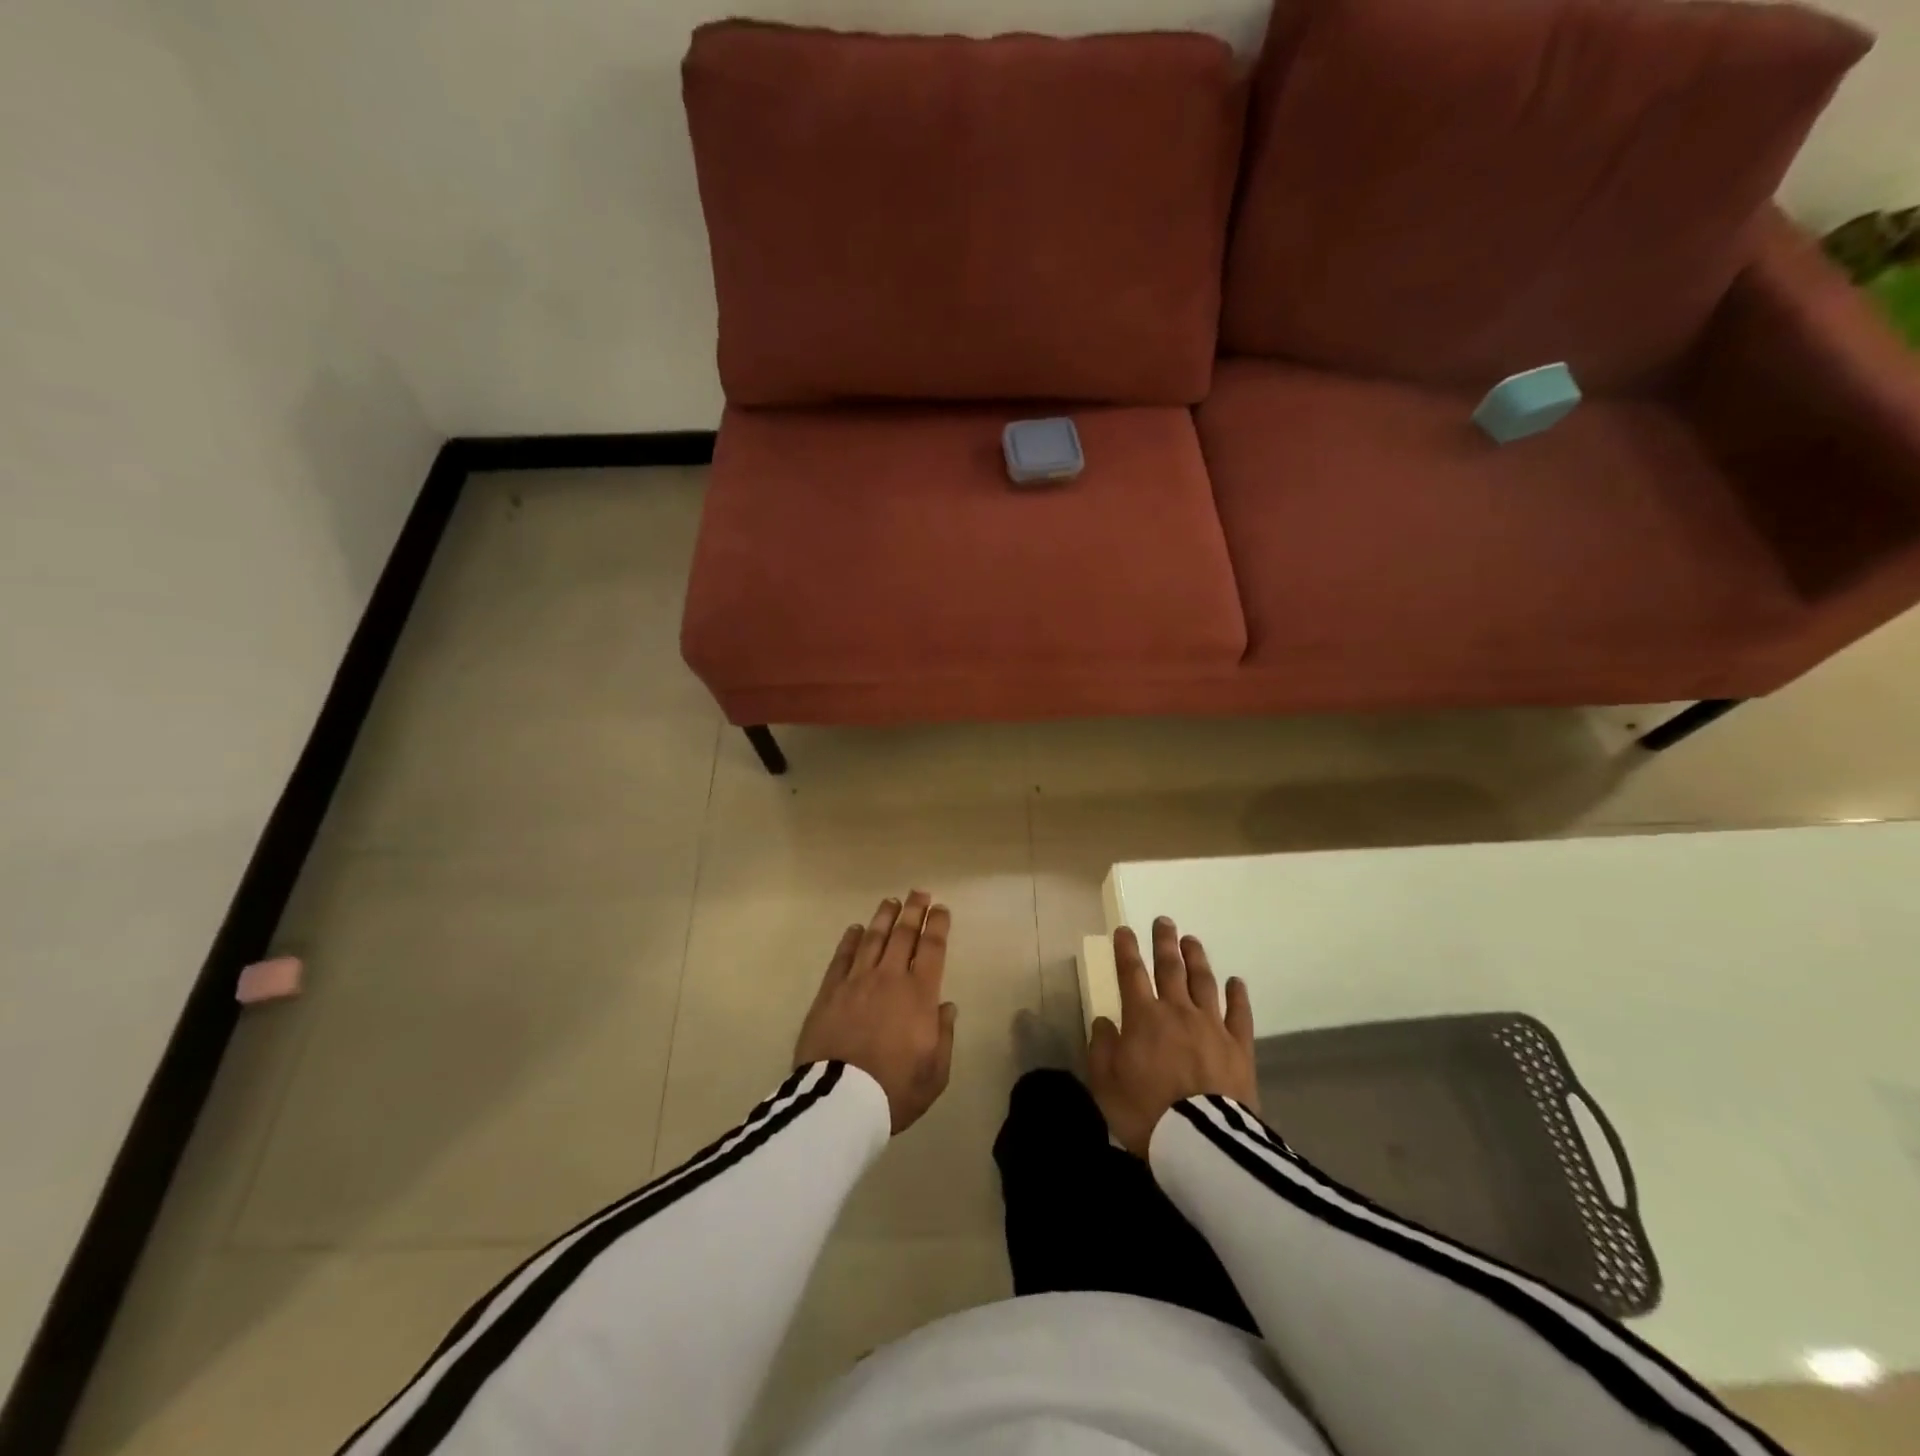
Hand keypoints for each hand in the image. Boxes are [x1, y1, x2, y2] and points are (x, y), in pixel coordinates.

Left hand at [794, 891, 957, 1133]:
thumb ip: (944, 1035)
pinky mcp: (830, 992)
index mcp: (920, 994)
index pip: (933, 948)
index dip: (938, 925)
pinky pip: (842, 957)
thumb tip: (946, 1006)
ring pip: (873, 939)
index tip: (941, 909)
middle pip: (903, 934)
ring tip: (891, 901)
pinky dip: (850, 940)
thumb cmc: (894, 1089)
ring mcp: (857, 981)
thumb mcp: (935, 1073)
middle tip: (919, 892)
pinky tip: (856, 929)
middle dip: (913, 910)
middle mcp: (890, 978)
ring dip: (884, 917)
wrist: (840, 1101)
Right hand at [1089, 918, 1257, 1157]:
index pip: (1131, 973)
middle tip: (1164, 921)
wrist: (1202, 1143)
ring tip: (1192, 940)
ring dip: (1197, 958)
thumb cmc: (1145, 1112)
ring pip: (1204, 982)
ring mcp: (1212, 1027)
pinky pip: (1240, 1014)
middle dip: (1165, 943)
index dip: (1126, 950)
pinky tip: (1237, 982)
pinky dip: (1237, 995)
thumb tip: (1104, 1021)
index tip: (1124, 929)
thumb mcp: (1105, 1082)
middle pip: (1170, 968)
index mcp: (1143, 1017)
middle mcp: (1178, 1011)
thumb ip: (1102, 1047)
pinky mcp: (1239, 1047)